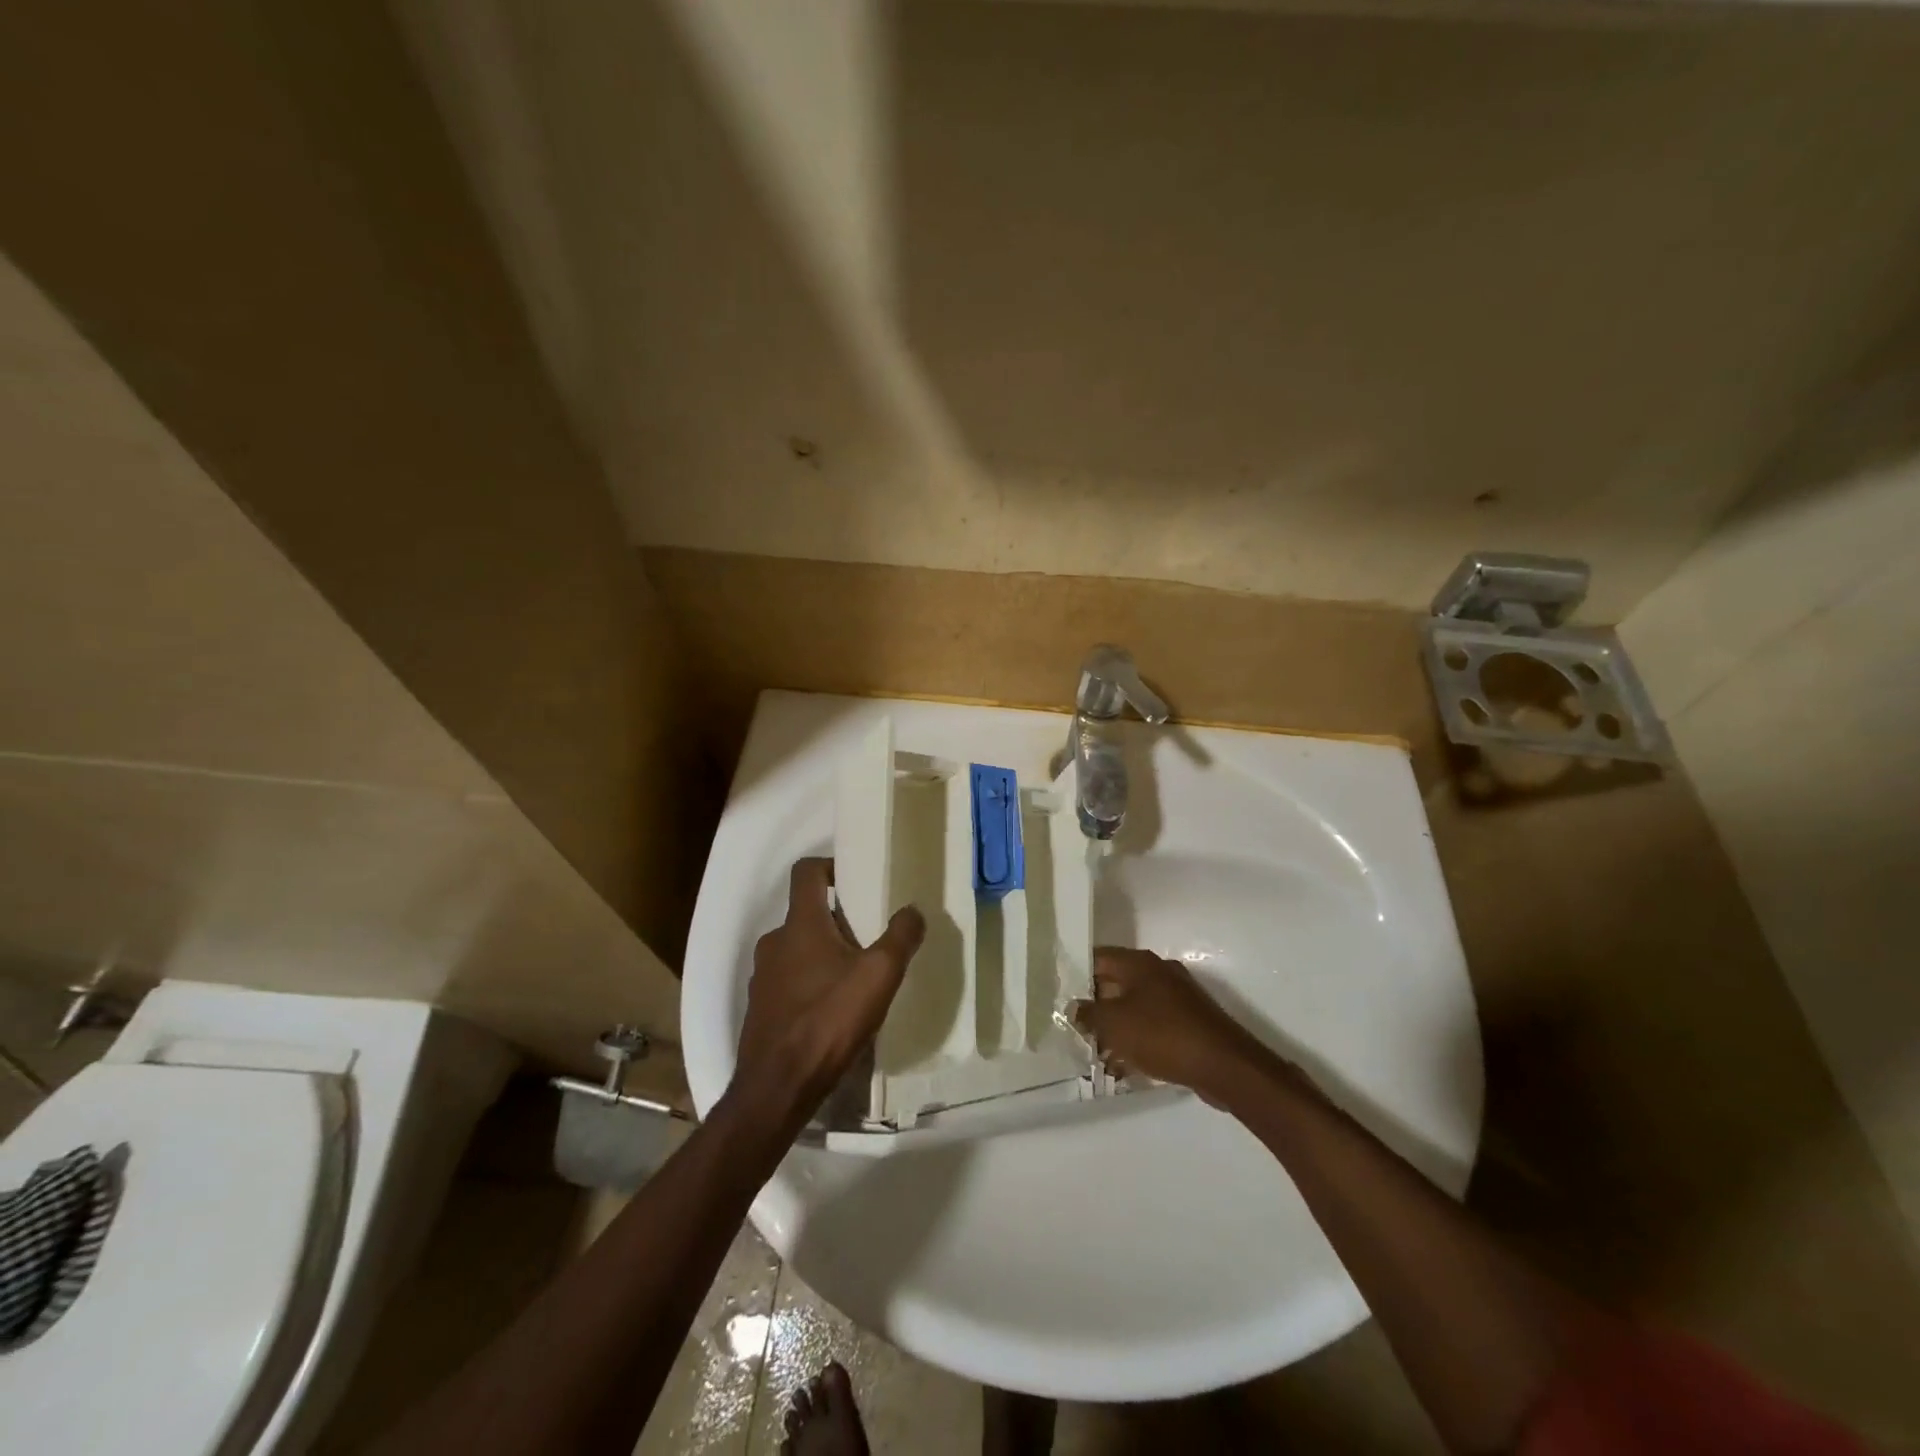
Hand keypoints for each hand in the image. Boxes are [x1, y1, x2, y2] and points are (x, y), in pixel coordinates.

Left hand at [728, 857, 924, 1137]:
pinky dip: (809, 983)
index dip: (829, 866)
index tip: (854, 879)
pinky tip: (832, 1011)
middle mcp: (775, 942)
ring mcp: (762, 977)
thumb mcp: (878, 976)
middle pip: (805, 914)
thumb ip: (900, 937)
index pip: (806, 872)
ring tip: (854, 977)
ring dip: (822, 953)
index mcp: (800, 924)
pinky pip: (787, 981)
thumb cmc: (828, 1020)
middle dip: (836, 919)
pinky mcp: (760, 1008)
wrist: (777, 1088)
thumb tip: (913, 910)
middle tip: (868, 936)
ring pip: (796, 949)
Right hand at [1073, 948, 1277, 1105]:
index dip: (1076, 973)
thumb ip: (1088, 1013)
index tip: (1058, 992)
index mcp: (1139, 963)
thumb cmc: (1161, 1034)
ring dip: (1115, 1026)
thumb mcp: (1114, 1024)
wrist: (1223, 1065)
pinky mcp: (1187, 1023)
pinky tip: (1123, 1065)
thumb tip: (1074, 1007)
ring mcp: (1176, 997)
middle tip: (1072, 1025)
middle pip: (1115, 982)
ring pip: (1134, 1006)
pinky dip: (1136, 1040)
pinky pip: (1152, 1026)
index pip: (1097, 957)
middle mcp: (1158, 972)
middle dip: (1094, 1004)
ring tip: (1094, 1050)